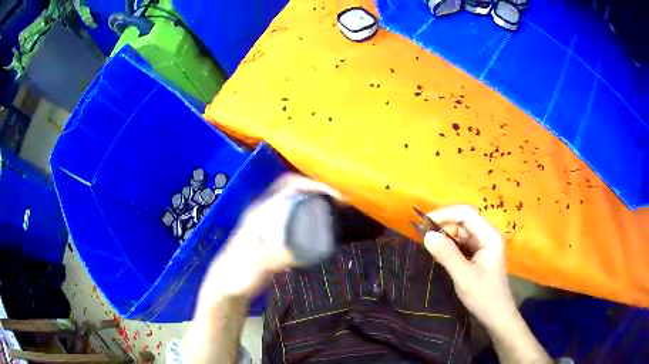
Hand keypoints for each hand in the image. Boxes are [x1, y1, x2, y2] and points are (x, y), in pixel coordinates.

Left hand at [199, 173, 339, 300]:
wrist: (225, 288)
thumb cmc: (235, 275)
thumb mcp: (254, 266)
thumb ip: (273, 258)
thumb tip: (300, 250)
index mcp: (259, 212)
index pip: (288, 186)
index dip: (311, 185)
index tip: (334, 195)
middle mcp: (265, 213)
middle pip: (294, 193)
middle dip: (318, 193)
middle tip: (340, 205)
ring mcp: (268, 226)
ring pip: (295, 206)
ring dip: (315, 206)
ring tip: (335, 215)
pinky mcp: (273, 239)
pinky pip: (295, 223)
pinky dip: (310, 222)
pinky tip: (320, 234)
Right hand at [423, 205, 516, 329]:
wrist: (497, 315)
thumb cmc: (484, 297)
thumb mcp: (464, 277)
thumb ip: (447, 255)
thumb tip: (427, 235)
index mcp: (489, 236)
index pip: (466, 213)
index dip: (444, 214)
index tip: (423, 223)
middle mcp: (488, 235)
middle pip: (464, 220)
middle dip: (443, 224)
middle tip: (422, 236)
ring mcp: (485, 244)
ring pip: (462, 231)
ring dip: (445, 235)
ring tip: (428, 244)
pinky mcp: (480, 254)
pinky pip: (463, 242)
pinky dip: (450, 245)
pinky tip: (439, 252)